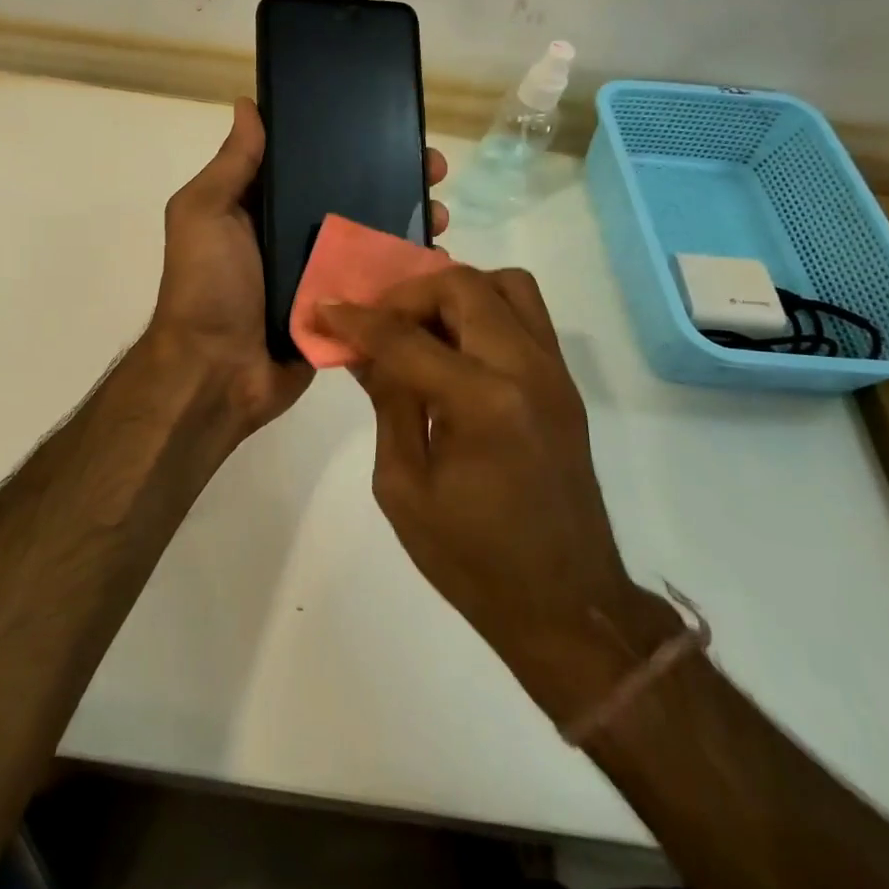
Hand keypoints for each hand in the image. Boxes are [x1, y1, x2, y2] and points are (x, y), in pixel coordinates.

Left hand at [150, 97, 447, 438]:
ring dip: (409, 222)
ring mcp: (322, 275)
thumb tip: (247, 103)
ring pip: (374, 239)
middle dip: (395, 179)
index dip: (349, 142)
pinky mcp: (342, 310)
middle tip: (433, 169)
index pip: (312, 162)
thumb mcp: (204, 213)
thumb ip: (231, 164)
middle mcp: (295, 236)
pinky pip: (380, 285)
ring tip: (441, 213)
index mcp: (263, 208)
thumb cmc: (207, 286)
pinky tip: (438, 258)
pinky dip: (407, 272)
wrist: (217, 373)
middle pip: (353, 197)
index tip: (389, 125)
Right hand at [318, 267, 666, 723]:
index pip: (406, 337)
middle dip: (407, 294)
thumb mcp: (403, 486)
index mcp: (482, 404)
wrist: (566, 604)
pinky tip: (452, 348)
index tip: (322, 309)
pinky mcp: (563, 382)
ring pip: (505, 284)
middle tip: (377, 322)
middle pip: (463, 286)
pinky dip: (482, 309)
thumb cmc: (472, 559)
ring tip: (419, 326)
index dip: (356, 319)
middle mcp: (526, 370)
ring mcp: (554, 372)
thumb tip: (363, 350)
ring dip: (453, 292)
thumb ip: (387, 403)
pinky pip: (524, 313)